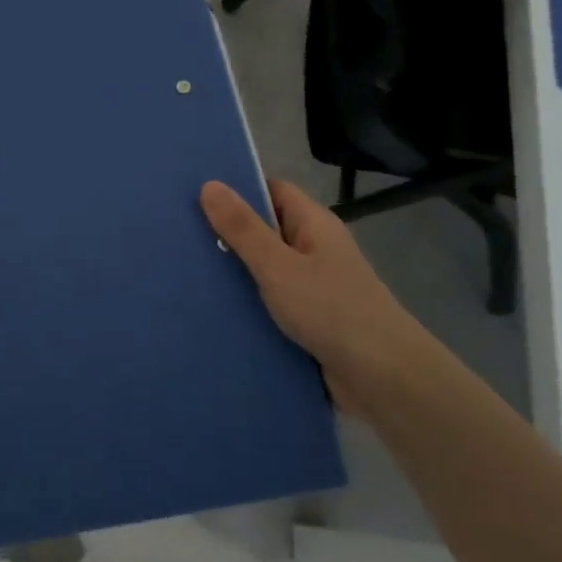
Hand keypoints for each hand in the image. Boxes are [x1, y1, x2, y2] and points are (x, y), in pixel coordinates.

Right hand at [199, 178, 433, 413]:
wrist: (382, 377)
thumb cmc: (331, 310)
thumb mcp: (278, 266)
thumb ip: (243, 228)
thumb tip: (209, 184)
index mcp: (314, 224)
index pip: (272, 190)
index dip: (236, 189)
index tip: (192, 194)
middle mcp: (314, 249)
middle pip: (265, 229)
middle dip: (226, 233)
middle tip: (178, 235)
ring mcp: (312, 285)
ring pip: (264, 268)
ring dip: (233, 272)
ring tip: (184, 271)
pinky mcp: (308, 318)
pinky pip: (269, 300)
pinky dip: (246, 302)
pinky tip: (212, 308)